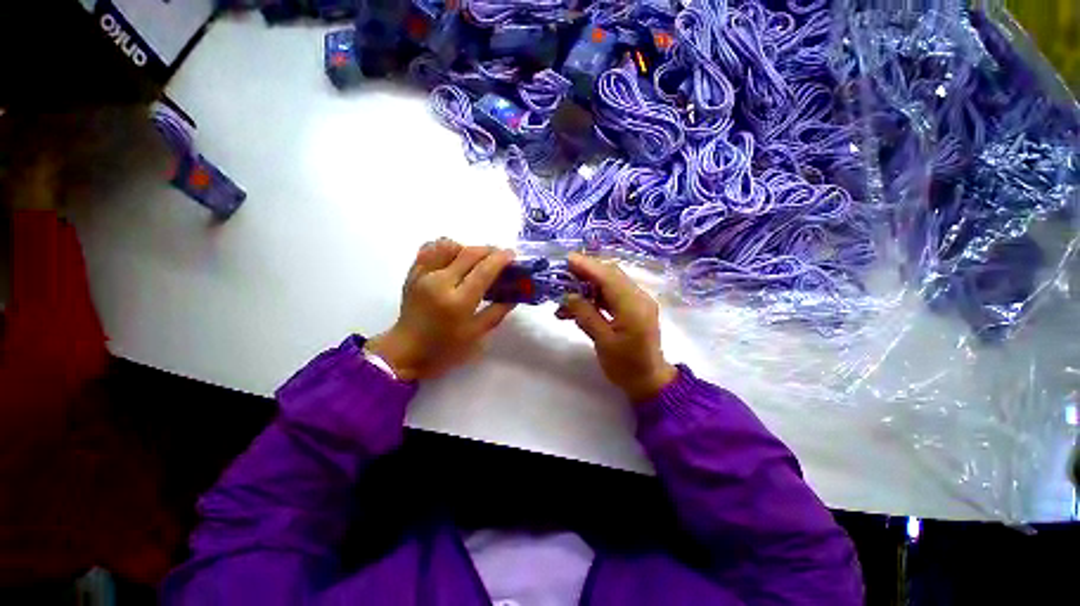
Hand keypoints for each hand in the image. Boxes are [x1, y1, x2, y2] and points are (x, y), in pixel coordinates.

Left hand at [365, 239, 515, 380]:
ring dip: (467, 248)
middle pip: (469, 253)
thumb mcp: (477, 334)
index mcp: (458, 302)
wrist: (406, 352)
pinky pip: (429, 249)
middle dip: (489, 250)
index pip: (484, 270)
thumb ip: (497, 312)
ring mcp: (423, 275)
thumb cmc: (445, 348)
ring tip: (475, 260)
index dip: (501, 259)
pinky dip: (445, 248)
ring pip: (448, 245)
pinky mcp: (412, 273)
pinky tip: (453, 258)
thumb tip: (514, 295)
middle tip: (499, 256)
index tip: (512, 255)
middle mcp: (440, 283)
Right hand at [556, 253, 676, 402]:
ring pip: (610, 283)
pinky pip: (612, 294)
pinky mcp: (634, 307)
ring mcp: (638, 301)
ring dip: (588, 285)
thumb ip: (586, 316)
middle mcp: (639, 297)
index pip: (608, 277)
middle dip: (585, 272)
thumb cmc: (626, 366)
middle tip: (562, 275)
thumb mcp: (603, 343)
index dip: (587, 266)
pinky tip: (578, 304)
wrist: (649, 380)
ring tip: (565, 295)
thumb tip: (569, 296)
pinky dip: (595, 296)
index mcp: (633, 306)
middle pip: (610, 275)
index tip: (566, 260)